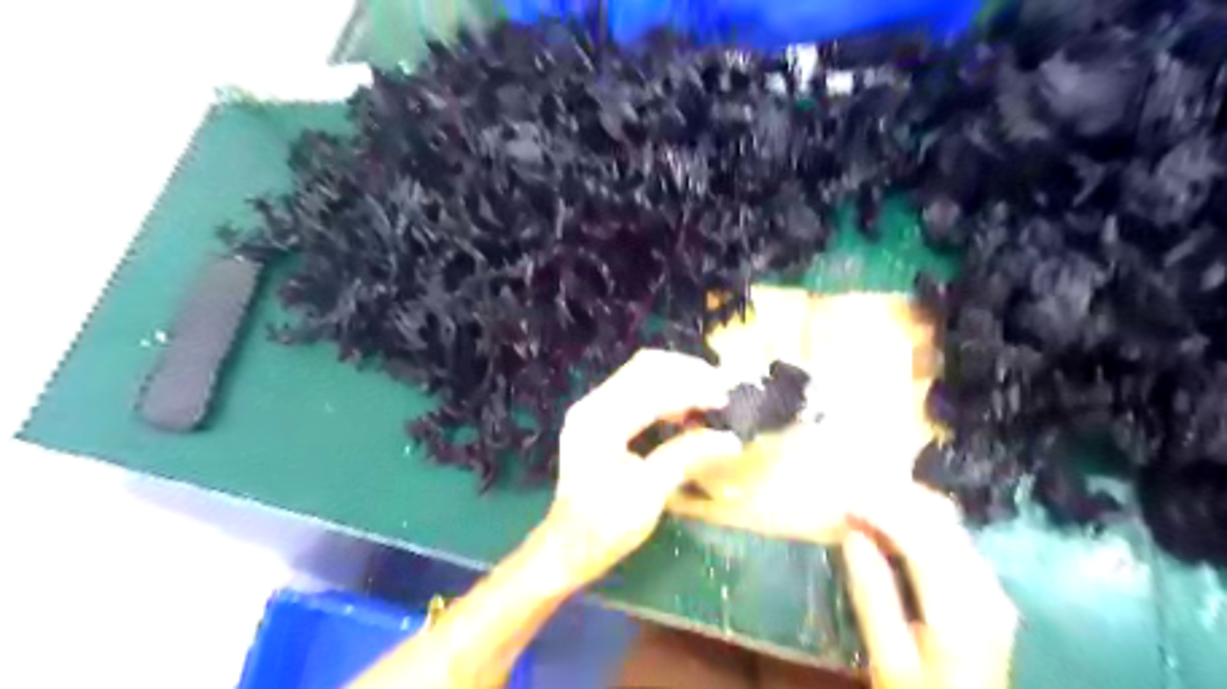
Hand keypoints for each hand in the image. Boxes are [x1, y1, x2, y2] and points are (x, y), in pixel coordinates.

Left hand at [553, 347, 741, 584]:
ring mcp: (592, 408)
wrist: (569, 546)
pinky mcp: (597, 417)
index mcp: (601, 422)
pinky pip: (634, 389)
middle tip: (721, 387)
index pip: (652, 387)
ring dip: (676, 379)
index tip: (725, 395)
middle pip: (644, 367)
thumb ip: (686, 456)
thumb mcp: (649, 493)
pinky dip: (663, 392)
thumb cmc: (607, 525)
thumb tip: (730, 439)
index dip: (692, 387)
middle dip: (686, 373)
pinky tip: (684, 411)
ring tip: (709, 395)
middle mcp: (592, 405)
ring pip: (640, 373)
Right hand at [844, 486, 1015, 688]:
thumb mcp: (889, 660)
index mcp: (963, 613)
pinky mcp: (987, 589)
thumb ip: (873, 597)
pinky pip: (952, 538)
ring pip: (949, 525)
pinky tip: (894, 522)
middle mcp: (988, 591)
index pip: (923, 540)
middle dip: (896, 501)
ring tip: (867, 501)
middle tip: (853, 492)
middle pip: (943, 525)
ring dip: (908, 507)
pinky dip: (920, 523)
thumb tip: (852, 535)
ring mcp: (992, 588)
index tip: (846, 501)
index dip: (883, 513)